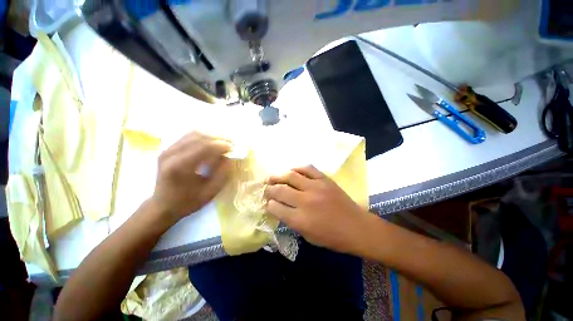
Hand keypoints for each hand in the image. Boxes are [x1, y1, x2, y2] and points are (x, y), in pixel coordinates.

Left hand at [150, 132, 231, 223]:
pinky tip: (211, 143)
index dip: (221, 145)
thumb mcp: (210, 192)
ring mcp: (167, 150)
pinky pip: (187, 137)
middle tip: (230, 144)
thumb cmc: (187, 202)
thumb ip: (222, 174)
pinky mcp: (168, 150)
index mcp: (180, 167)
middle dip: (217, 139)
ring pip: (193, 134)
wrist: (162, 206)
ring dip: (210, 136)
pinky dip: (202, 137)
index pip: (204, 147)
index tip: (233, 148)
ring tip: (223, 142)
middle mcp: (171, 154)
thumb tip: (228, 157)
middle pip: (198, 137)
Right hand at [265, 165, 368, 253]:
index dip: (268, 204)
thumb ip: (292, 221)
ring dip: (278, 175)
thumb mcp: (308, 236)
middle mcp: (305, 201)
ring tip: (272, 177)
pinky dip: (297, 168)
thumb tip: (280, 208)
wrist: (357, 227)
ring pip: (291, 176)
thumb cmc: (332, 237)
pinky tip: (292, 171)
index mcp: (300, 219)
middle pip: (280, 190)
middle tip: (265, 188)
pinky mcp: (325, 179)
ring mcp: (316, 187)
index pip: (275, 207)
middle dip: (269, 189)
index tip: (266, 202)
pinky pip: (307, 168)